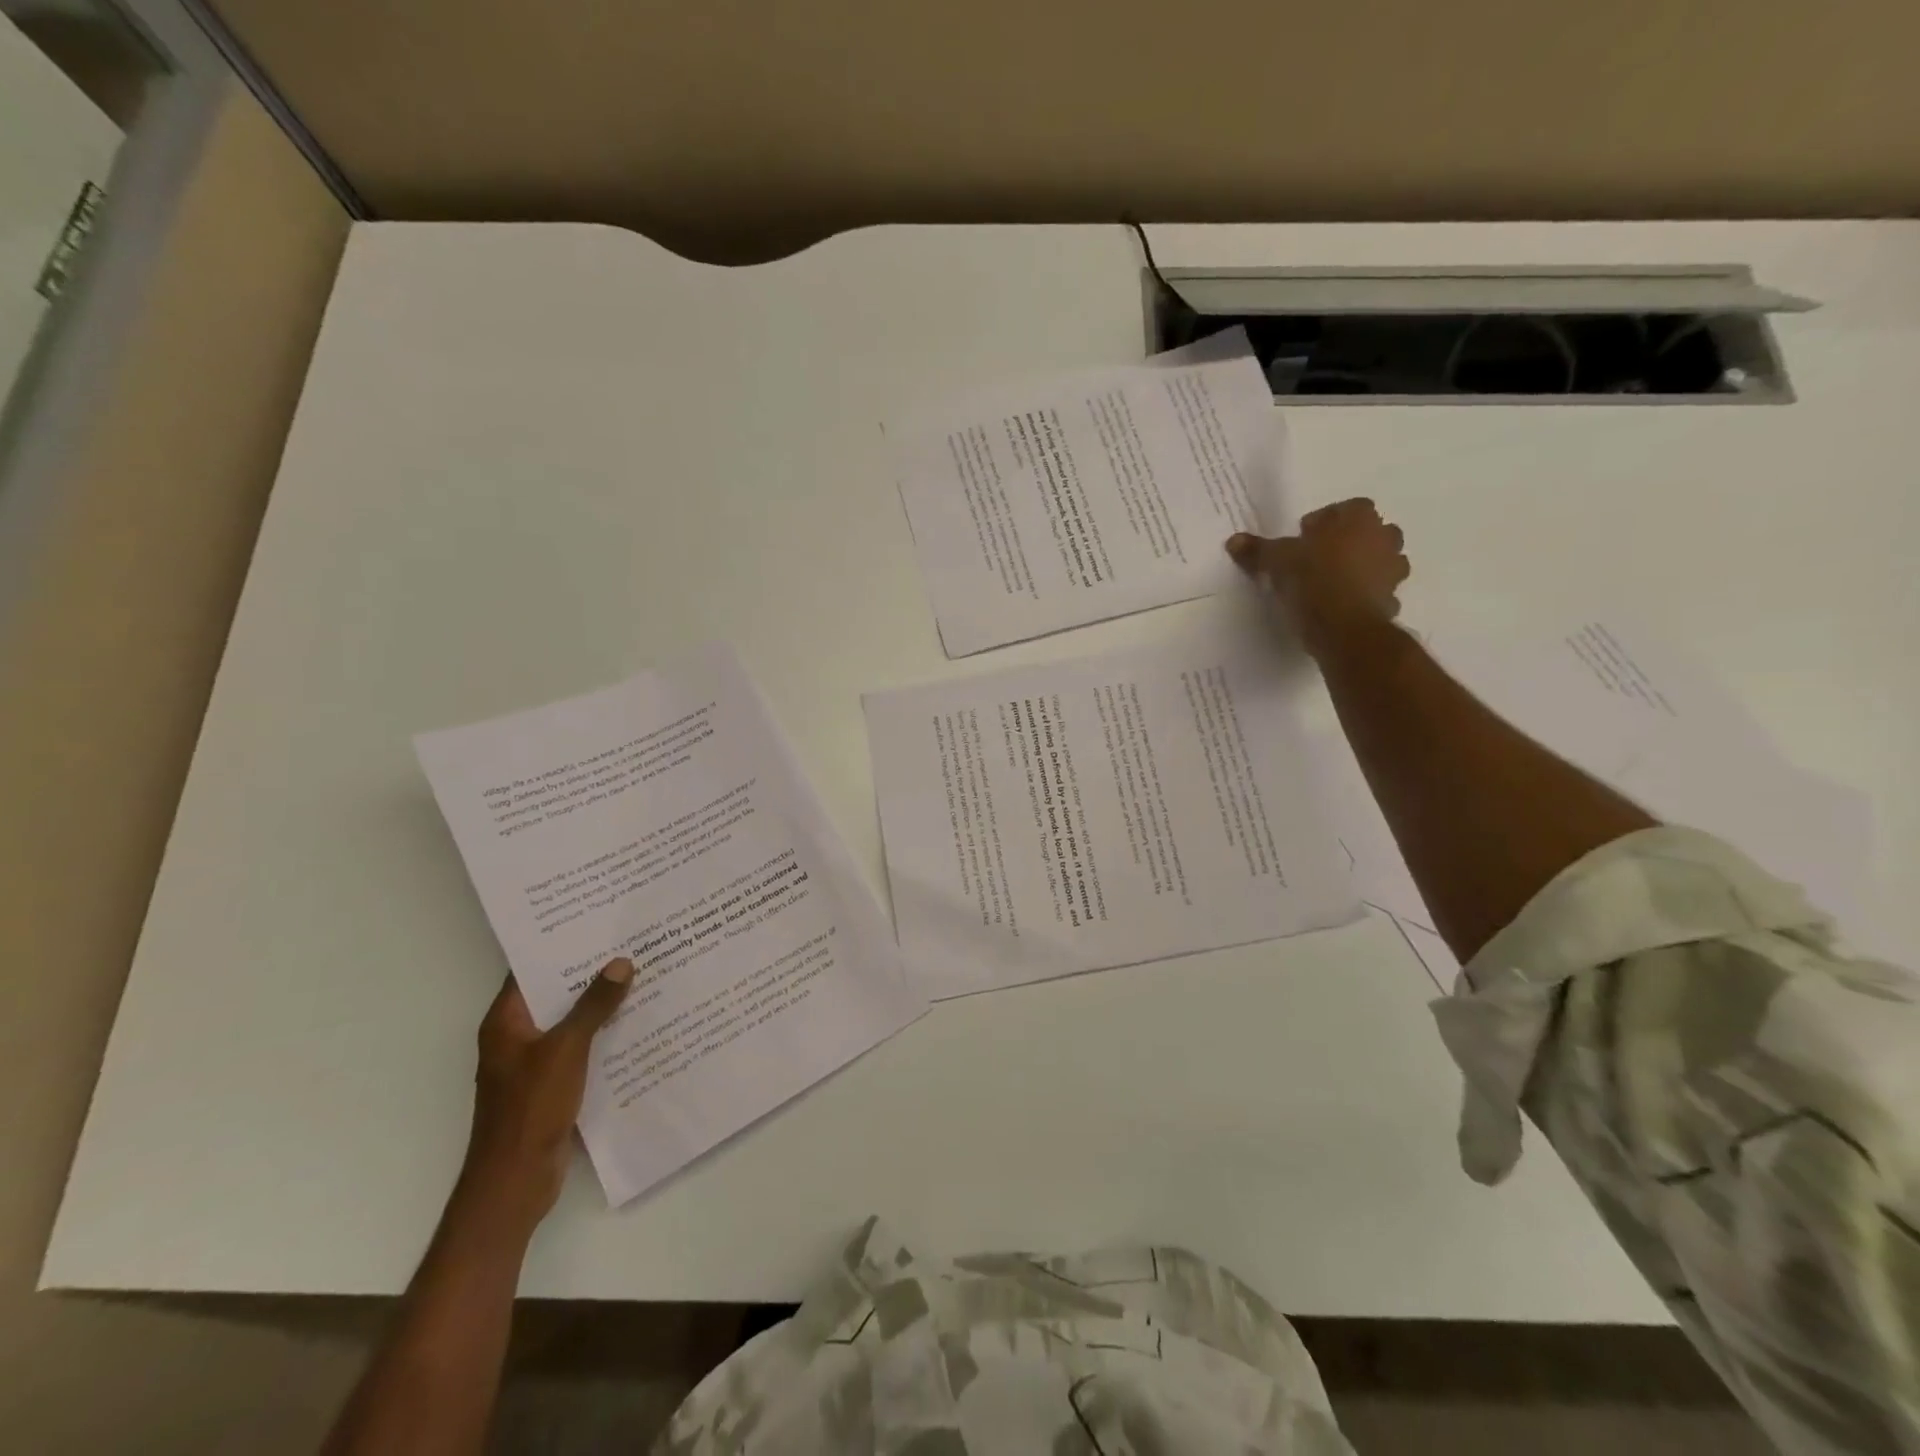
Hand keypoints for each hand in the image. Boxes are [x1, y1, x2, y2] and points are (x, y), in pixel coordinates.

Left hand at [456, 958, 632, 1233]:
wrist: (515, 1181)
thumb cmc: (531, 1107)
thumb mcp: (567, 1048)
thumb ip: (594, 1006)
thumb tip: (620, 962)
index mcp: (506, 1022)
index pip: (530, 970)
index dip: (560, 945)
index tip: (596, 922)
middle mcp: (516, 1037)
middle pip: (554, 994)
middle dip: (589, 972)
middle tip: (629, 942)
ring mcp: (533, 1063)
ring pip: (571, 1021)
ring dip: (600, 1004)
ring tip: (641, 975)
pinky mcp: (551, 1085)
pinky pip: (580, 1048)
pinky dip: (602, 1034)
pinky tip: (636, 1023)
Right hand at [1226, 498, 1408, 654]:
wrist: (1344, 628)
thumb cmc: (1313, 580)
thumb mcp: (1276, 562)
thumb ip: (1258, 550)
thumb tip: (1234, 540)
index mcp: (1358, 518)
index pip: (1346, 508)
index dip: (1324, 522)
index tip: (1303, 539)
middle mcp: (1383, 537)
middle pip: (1369, 532)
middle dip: (1349, 542)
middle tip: (1319, 559)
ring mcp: (1393, 569)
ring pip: (1381, 560)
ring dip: (1363, 567)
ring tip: (1332, 583)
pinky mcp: (1392, 599)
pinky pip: (1379, 592)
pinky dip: (1364, 596)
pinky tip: (1341, 607)